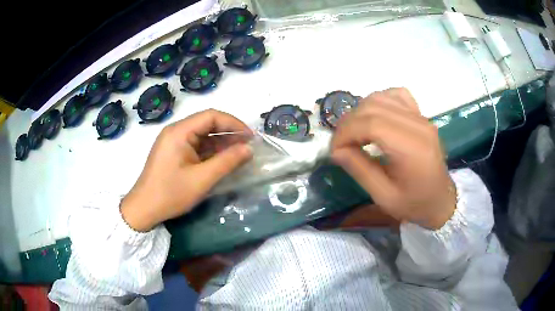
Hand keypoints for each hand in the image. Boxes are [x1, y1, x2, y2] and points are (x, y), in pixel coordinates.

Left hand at [121, 109, 252, 231]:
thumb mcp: (202, 179)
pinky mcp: (173, 153)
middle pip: (207, 124)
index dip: (234, 123)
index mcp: (179, 131)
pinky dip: (210, 152)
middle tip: (247, 146)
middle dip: (228, 133)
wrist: (144, 209)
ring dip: (221, 144)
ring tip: (239, 154)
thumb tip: (249, 149)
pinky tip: (222, 161)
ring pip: (202, 136)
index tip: (250, 137)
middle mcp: (176, 131)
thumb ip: (227, 162)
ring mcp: (173, 142)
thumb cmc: (171, 193)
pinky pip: (196, 146)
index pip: (211, 116)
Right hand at [331, 88, 455, 228]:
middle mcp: (418, 126)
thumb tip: (336, 150)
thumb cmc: (415, 204)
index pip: (372, 124)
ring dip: (360, 112)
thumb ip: (360, 170)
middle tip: (341, 144)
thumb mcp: (384, 197)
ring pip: (382, 97)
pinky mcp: (421, 116)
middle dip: (349, 123)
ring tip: (354, 132)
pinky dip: (379, 101)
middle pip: (374, 107)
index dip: (346, 133)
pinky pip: (396, 95)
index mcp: (412, 149)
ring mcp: (421, 117)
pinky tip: (375, 117)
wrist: (441, 200)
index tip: (335, 150)